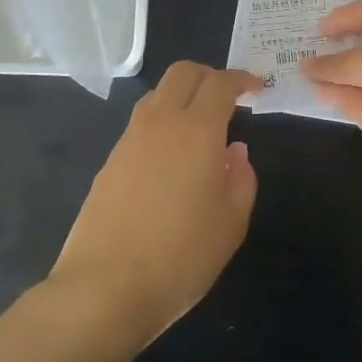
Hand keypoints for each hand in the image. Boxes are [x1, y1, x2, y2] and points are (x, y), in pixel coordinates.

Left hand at [46, 62, 260, 343]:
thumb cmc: (181, 256)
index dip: (241, 79)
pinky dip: (162, 123)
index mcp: (197, 130)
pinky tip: (172, 159)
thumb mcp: (231, 222)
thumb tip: (234, 151)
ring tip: (201, 127)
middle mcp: (160, 123)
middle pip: (182, 73)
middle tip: (229, 98)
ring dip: (182, 97)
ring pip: (157, 95)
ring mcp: (129, 140)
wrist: (105, 287)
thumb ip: (241, 178)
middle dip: (209, 75)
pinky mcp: (110, 161)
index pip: (219, 83)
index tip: (256, 89)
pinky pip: (141, 124)